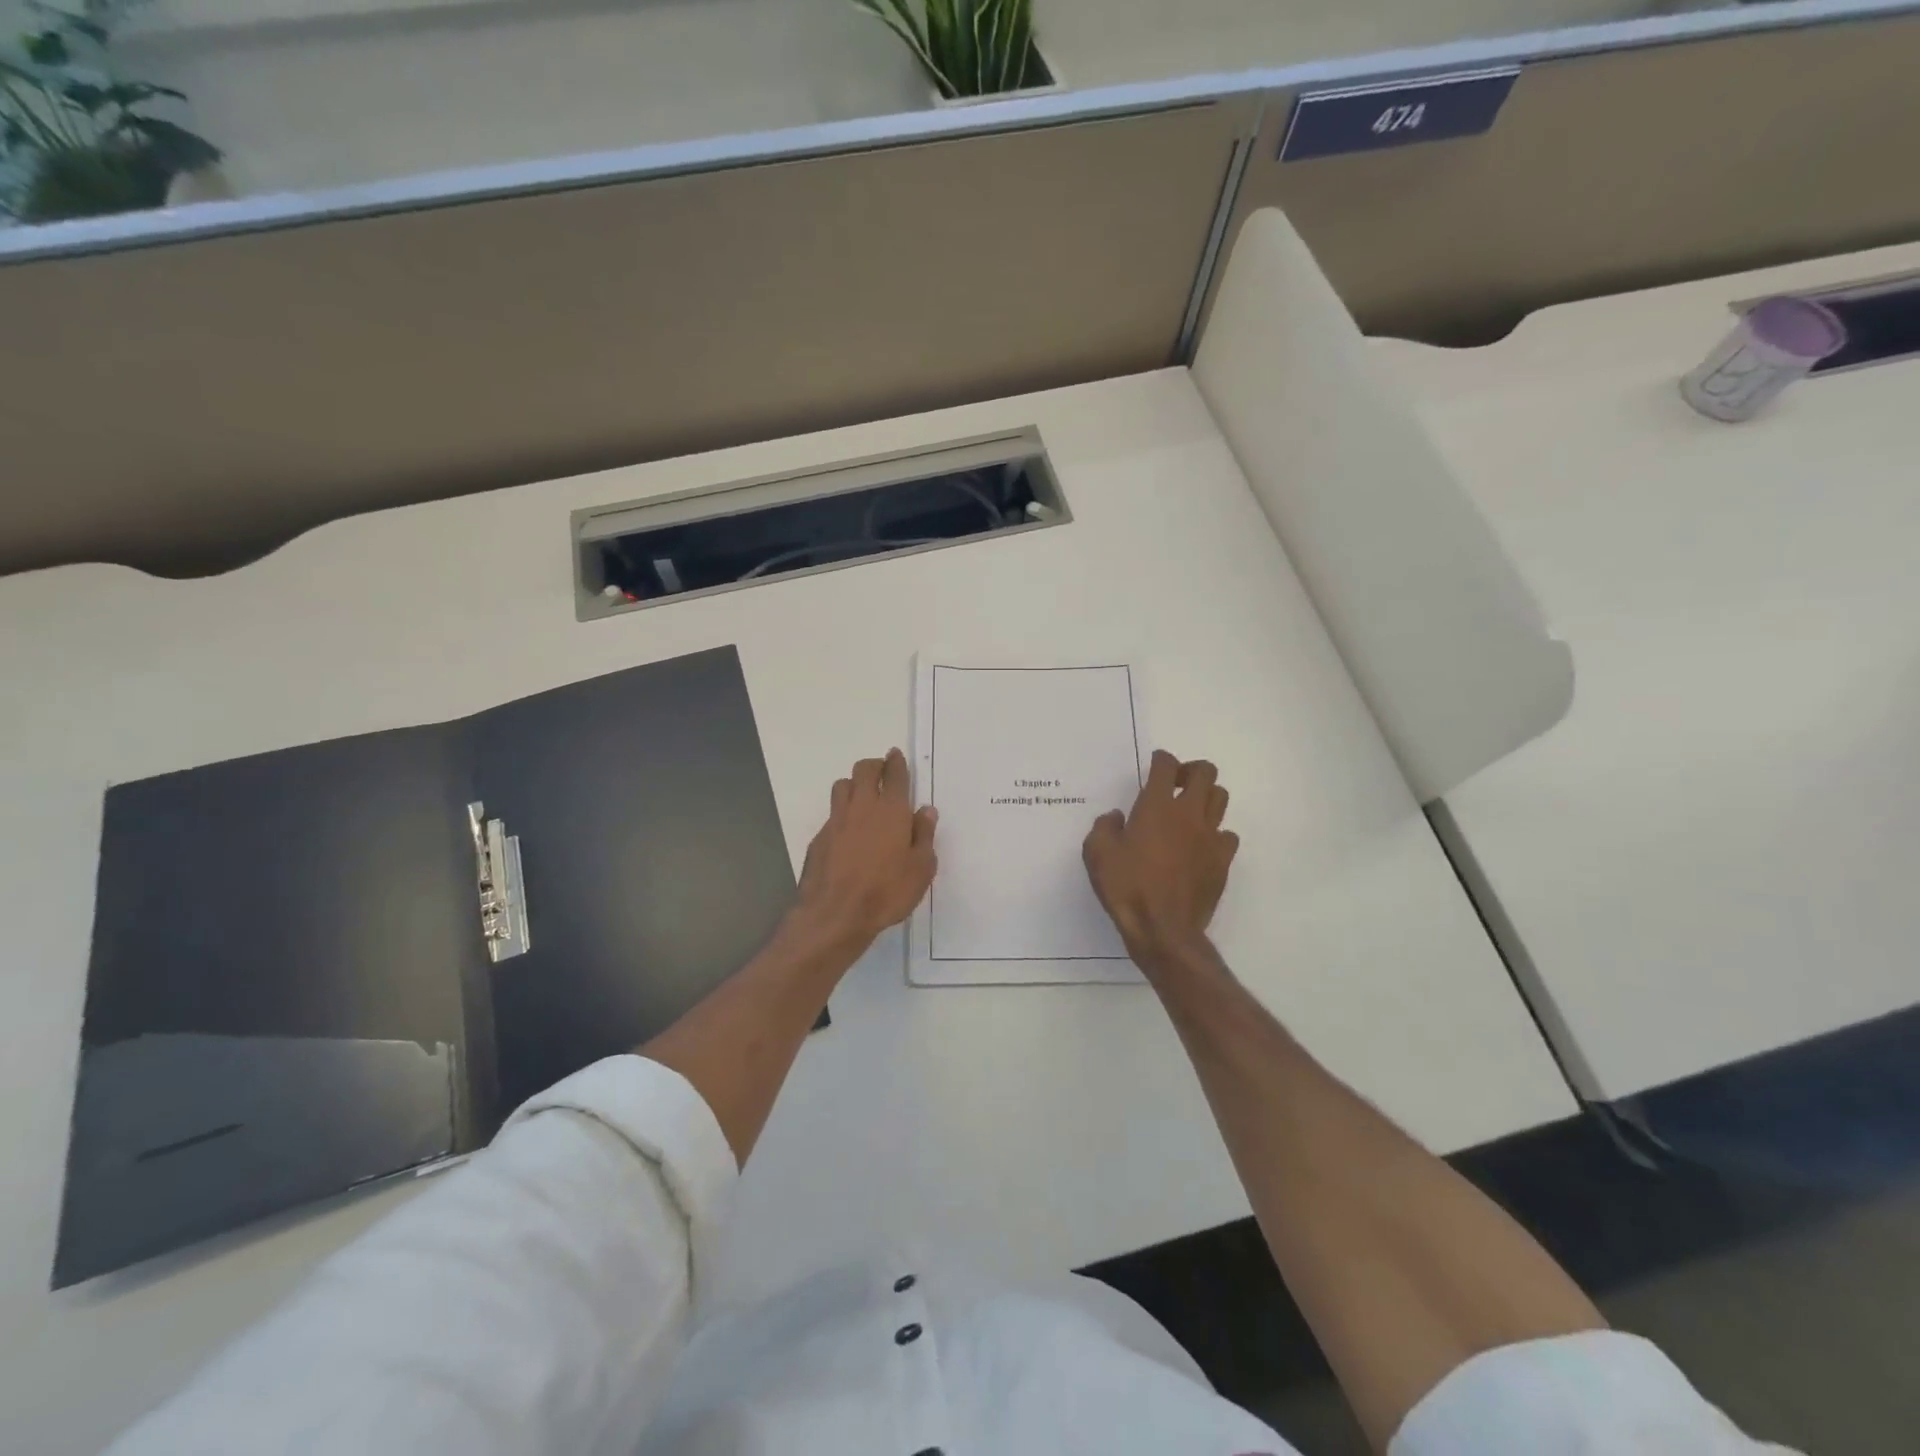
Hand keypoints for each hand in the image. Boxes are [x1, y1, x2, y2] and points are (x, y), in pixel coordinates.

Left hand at [792, 748, 937, 956]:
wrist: (835, 914)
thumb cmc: (887, 891)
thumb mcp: (920, 868)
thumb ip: (924, 835)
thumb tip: (925, 810)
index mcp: (891, 810)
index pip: (894, 775)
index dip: (896, 762)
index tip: (896, 755)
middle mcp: (862, 807)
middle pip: (864, 770)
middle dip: (874, 765)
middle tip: (882, 771)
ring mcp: (836, 821)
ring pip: (842, 785)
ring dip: (854, 784)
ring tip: (863, 795)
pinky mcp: (819, 838)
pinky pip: (832, 813)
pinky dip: (842, 812)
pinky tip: (849, 830)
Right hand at [1083, 750, 1238, 967]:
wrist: (1163, 929)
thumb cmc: (1126, 887)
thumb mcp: (1097, 853)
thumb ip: (1105, 827)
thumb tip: (1117, 818)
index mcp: (1156, 806)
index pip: (1167, 765)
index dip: (1161, 759)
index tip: (1155, 764)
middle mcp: (1188, 813)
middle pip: (1205, 772)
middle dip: (1191, 771)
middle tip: (1176, 783)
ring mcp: (1210, 837)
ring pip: (1221, 798)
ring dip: (1206, 797)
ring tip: (1189, 811)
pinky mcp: (1222, 861)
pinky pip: (1228, 835)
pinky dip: (1216, 833)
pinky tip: (1201, 845)